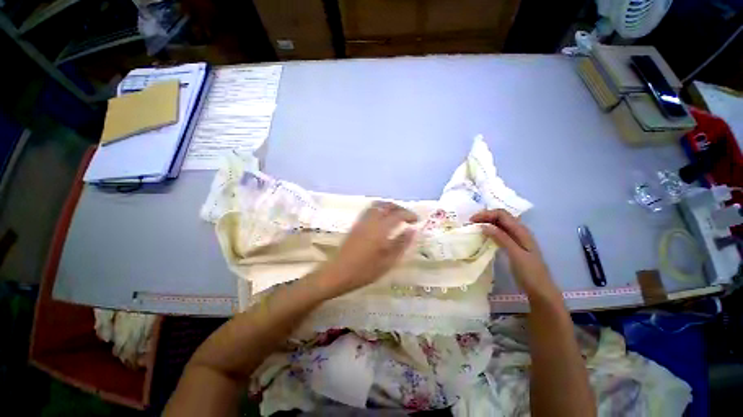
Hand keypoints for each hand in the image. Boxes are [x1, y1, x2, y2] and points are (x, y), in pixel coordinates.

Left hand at [316, 202, 417, 296]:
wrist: (338, 273)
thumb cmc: (365, 270)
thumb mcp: (388, 261)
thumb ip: (401, 244)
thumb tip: (412, 230)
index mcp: (380, 229)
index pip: (398, 214)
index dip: (409, 215)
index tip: (416, 220)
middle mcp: (371, 221)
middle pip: (386, 206)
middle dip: (399, 208)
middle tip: (407, 217)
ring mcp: (361, 222)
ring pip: (377, 206)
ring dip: (389, 207)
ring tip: (396, 216)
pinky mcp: (355, 225)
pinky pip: (370, 210)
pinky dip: (379, 210)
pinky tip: (382, 220)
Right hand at [470, 209, 559, 298]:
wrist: (540, 289)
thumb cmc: (529, 272)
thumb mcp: (515, 254)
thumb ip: (501, 238)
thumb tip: (484, 225)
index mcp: (521, 230)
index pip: (502, 214)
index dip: (486, 214)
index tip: (472, 221)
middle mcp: (519, 230)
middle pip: (500, 217)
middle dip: (485, 216)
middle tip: (470, 223)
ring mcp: (516, 237)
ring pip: (499, 224)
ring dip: (487, 222)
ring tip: (474, 227)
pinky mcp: (513, 244)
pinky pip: (500, 232)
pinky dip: (490, 230)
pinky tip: (483, 235)